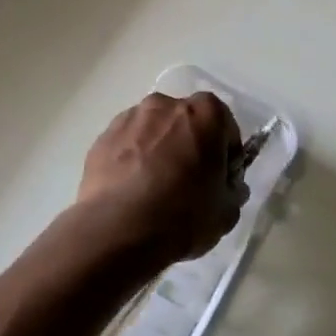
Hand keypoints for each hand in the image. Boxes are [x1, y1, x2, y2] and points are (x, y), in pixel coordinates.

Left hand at [74, 91, 247, 267]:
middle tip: (187, 181)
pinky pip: (126, 145)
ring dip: (157, 149)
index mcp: (205, 113)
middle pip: (185, 121)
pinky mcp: (102, 138)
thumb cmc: (183, 215)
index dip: (225, 151)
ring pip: (152, 130)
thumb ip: (232, 190)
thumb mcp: (226, 211)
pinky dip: (131, 159)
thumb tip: (226, 185)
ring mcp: (130, 118)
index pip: (224, 124)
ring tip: (153, 188)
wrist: (118, 230)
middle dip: (189, 144)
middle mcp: (166, 104)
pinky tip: (130, 191)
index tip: (220, 176)